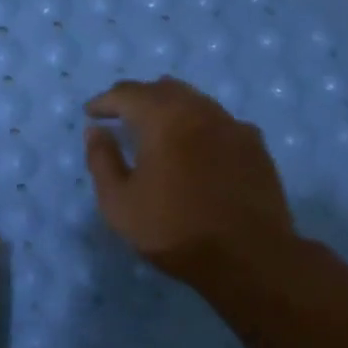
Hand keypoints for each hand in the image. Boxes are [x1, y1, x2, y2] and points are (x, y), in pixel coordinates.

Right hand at [83, 77, 296, 285]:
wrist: (248, 257)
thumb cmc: (174, 230)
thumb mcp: (119, 203)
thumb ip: (102, 160)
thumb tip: (96, 131)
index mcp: (164, 118)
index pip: (127, 94)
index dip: (105, 101)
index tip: (91, 113)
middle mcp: (200, 110)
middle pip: (164, 89)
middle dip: (138, 98)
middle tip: (121, 115)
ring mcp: (233, 125)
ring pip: (195, 102)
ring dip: (171, 109)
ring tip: (158, 130)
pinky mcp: (255, 146)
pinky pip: (220, 123)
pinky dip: (200, 126)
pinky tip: (198, 148)